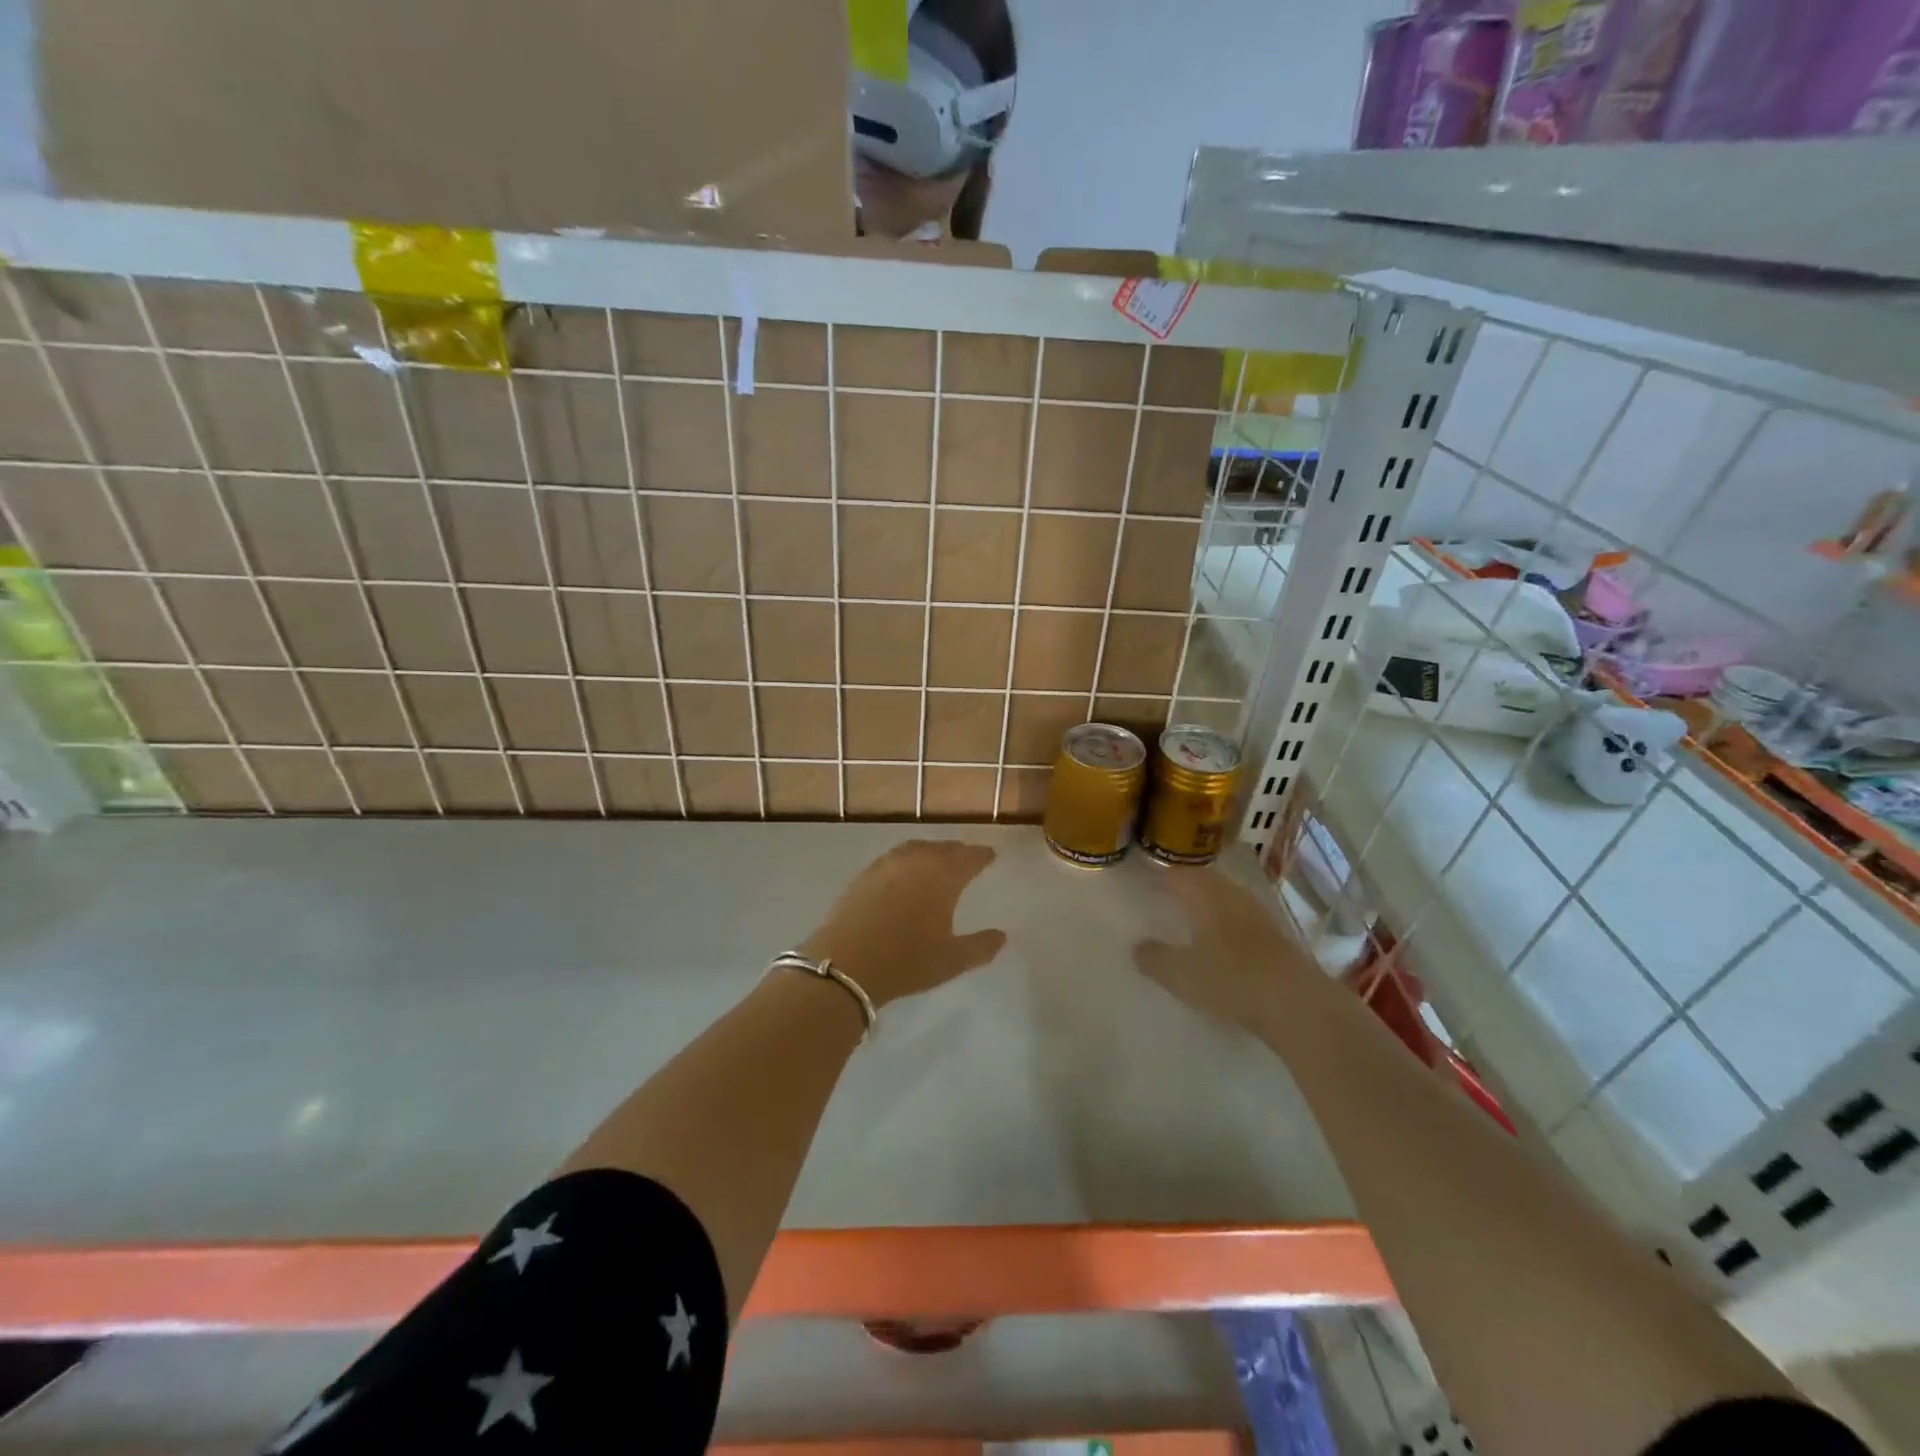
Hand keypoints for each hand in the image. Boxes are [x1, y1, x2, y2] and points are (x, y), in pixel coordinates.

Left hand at [799, 840, 1006, 1006]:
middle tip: (967, 857)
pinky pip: (894, 858)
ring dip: (932, 852)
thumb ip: (980, 947)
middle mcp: (917, 861)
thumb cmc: (906, 961)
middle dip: (958, 851)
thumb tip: (1001, 936)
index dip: (981, 856)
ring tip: (938, 861)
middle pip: (943, 848)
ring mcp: (887, 865)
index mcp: (943, 876)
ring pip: (916, 848)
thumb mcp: (951, 961)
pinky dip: (908, 859)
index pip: (969, 857)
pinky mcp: (864, 875)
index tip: (990, 855)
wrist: (845, 963)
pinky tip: (905, 873)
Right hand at [1132, 869, 1317, 1034]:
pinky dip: (1222, 921)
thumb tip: (1137, 947)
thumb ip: (1155, 958)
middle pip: (1201, 879)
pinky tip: (1216, 939)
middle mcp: (1230, 894)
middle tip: (1159, 892)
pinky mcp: (1274, 934)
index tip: (1139, 875)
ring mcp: (1256, 912)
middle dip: (1180, 884)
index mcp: (1204, 894)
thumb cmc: (1231, 979)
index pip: (1175, 871)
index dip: (1156, 871)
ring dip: (1204, 902)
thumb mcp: (1181, 974)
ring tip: (1185, 914)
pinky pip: (1238, 916)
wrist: (1298, 1004)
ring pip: (1222, 896)